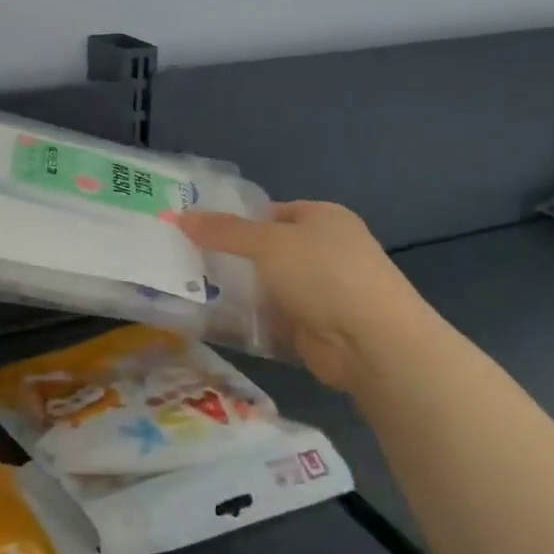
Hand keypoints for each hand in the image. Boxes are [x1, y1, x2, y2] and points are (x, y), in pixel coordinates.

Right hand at [176, 201, 437, 397]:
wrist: (372, 341)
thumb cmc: (323, 274)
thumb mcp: (267, 243)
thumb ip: (223, 231)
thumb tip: (180, 216)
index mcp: (323, 218)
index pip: (270, 212)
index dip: (234, 219)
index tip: (196, 230)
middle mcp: (325, 250)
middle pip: (267, 250)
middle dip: (231, 257)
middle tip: (185, 260)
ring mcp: (322, 292)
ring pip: (267, 286)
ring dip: (238, 291)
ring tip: (189, 289)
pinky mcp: (314, 327)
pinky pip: (272, 318)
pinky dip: (249, 320)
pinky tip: (214, 321)